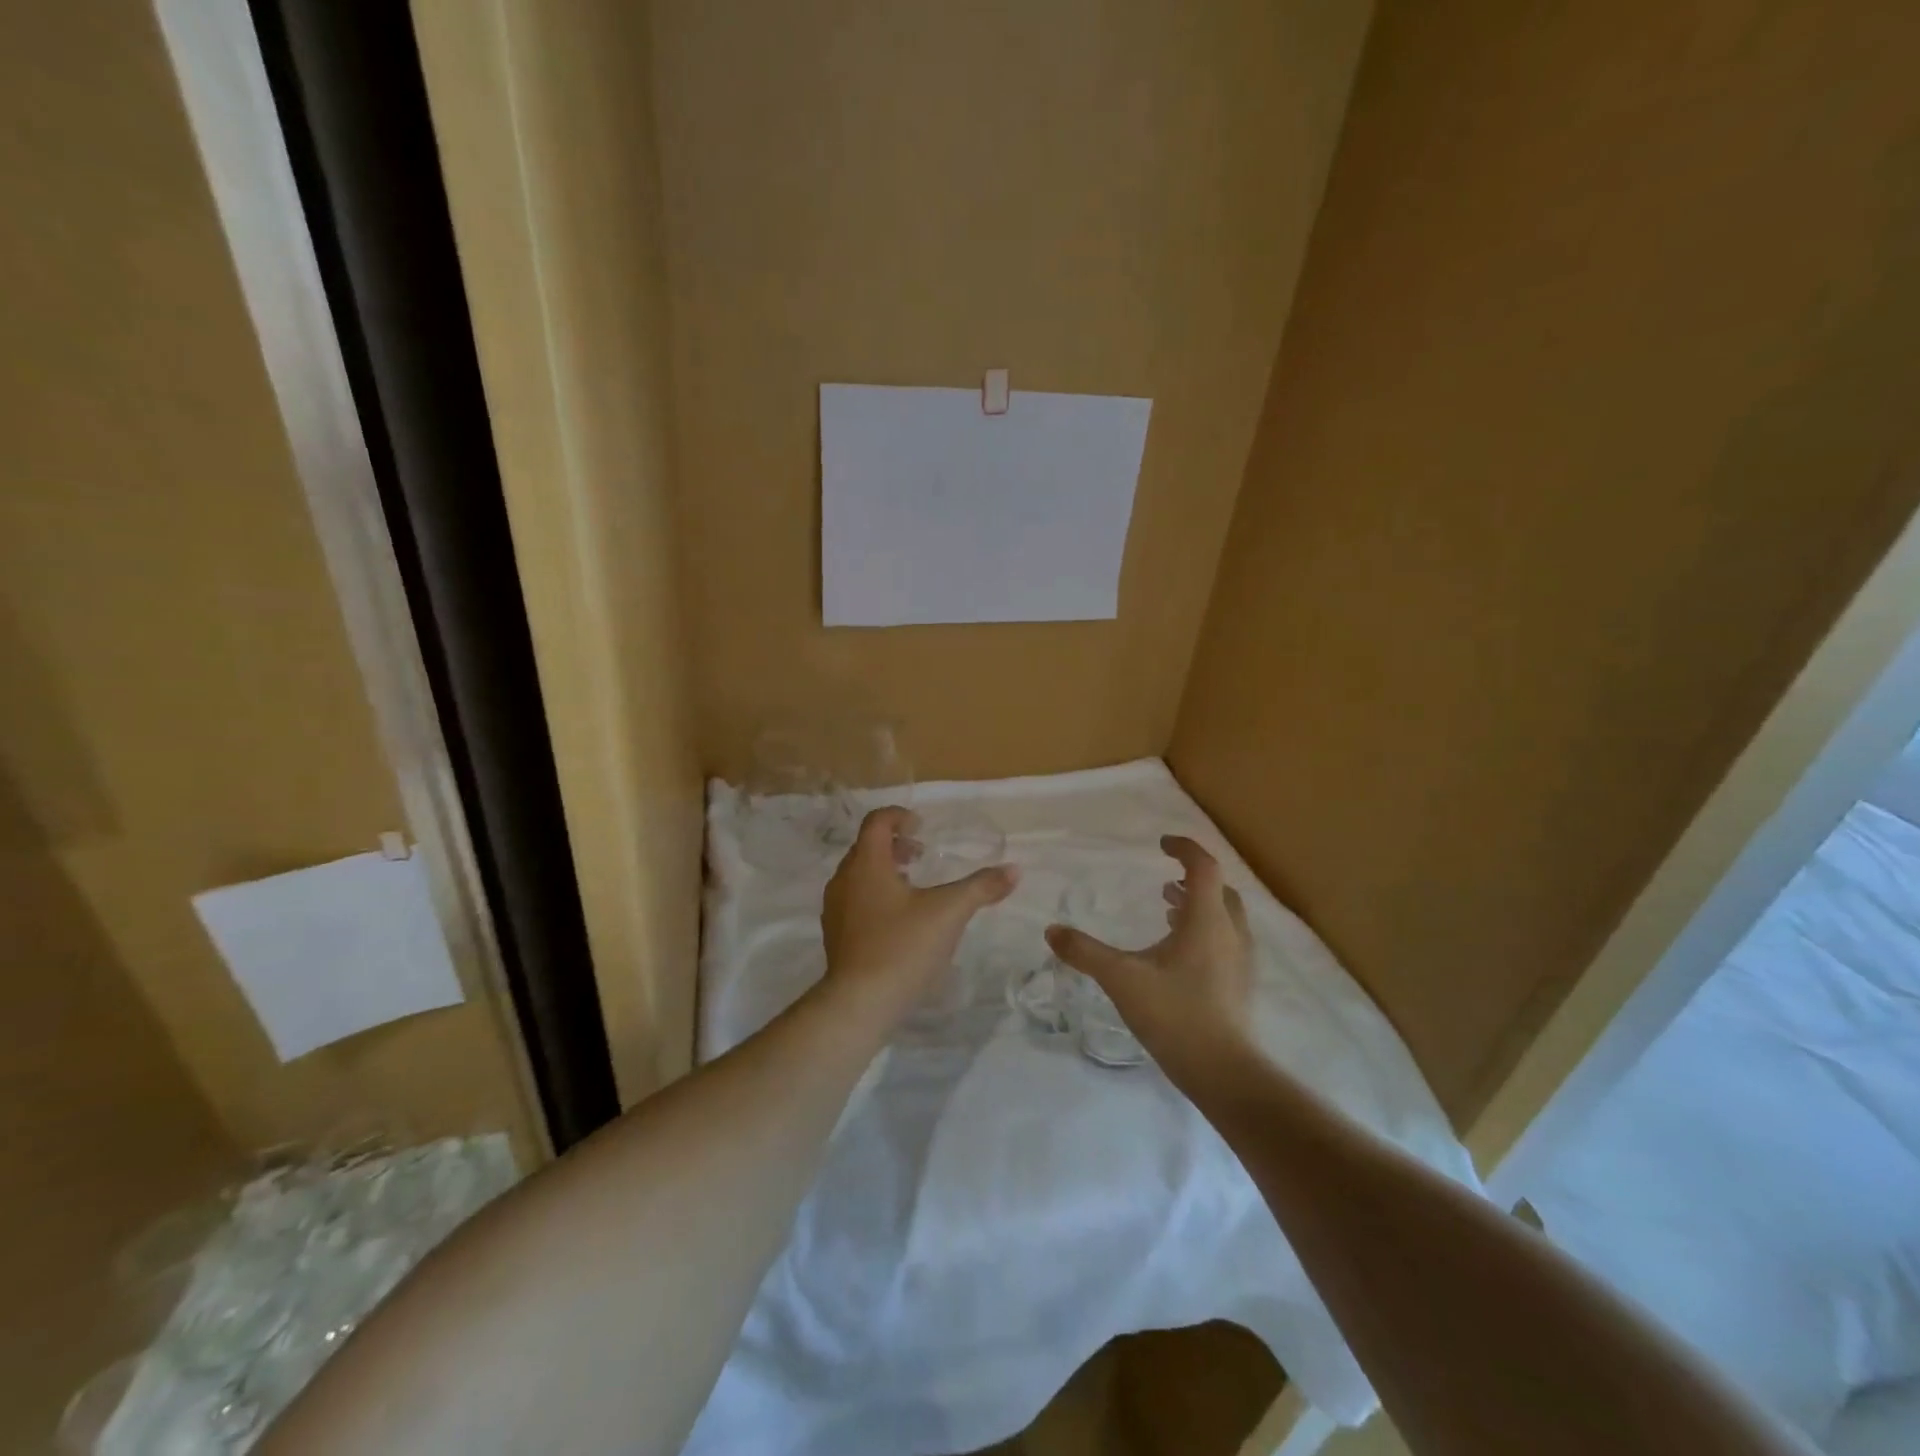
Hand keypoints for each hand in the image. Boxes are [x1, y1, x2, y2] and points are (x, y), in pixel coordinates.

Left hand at [821, 806, 1018, 1020]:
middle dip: (895, 845)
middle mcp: (844, 879)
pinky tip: (900, 921)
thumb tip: (1014, 869)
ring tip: (914, 887)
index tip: (922, 826)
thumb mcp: (949, 912)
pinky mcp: (835, 935)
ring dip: (885, 871)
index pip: (877, 822)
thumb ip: (982, 887)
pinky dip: (876, 895)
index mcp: (867, 863)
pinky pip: (855, 900)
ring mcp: (835, 908)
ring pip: (859, 875)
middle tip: (922, 855)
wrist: (860, 1003)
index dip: (899, 816)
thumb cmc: (903, 946)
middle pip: (867, 847)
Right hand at [1045, 836, 1254, 1085]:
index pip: (1203, 867)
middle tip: (1165, 881)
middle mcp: (1230, 933)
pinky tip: (1179, 953)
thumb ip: (1085, 952)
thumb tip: (1052, 930)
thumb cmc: (1174, 1014)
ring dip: (1199, 905)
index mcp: (1206, 920)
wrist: (1223, 1072)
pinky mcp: (1240, 984)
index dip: (1184, 849)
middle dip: (1193, 878)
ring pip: (1225, 916)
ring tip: (1169, 910)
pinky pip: (1225, 940)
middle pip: (1219, 889)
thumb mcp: (1121, 978)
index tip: (1161, 844)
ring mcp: (1240, 960)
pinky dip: (1205, 930)